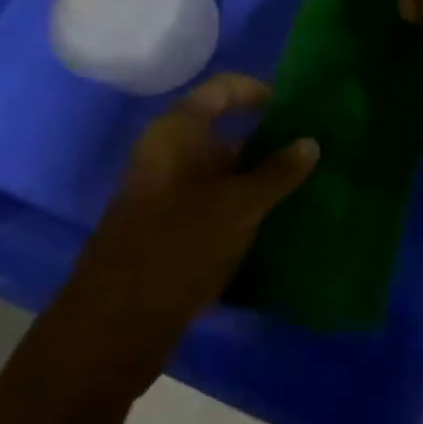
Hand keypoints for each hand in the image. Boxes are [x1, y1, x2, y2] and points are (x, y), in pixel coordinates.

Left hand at [52, 74, 316, 399]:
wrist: (110, 333)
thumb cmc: (176, 249)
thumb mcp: (238, 207)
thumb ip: (277, 172)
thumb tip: (311, 142)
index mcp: (175, 134)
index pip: (222, 89)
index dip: (259, 91)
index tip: (296, 110)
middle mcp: (167, 156)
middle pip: (224, 131)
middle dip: (268, 141)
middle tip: (312, 152)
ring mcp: (165, 196)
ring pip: (222, 172)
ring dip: (259, 178)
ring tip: (304, 187)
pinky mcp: (167, 232)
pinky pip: (213, 205)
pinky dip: (243, 208)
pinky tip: (275, 223)